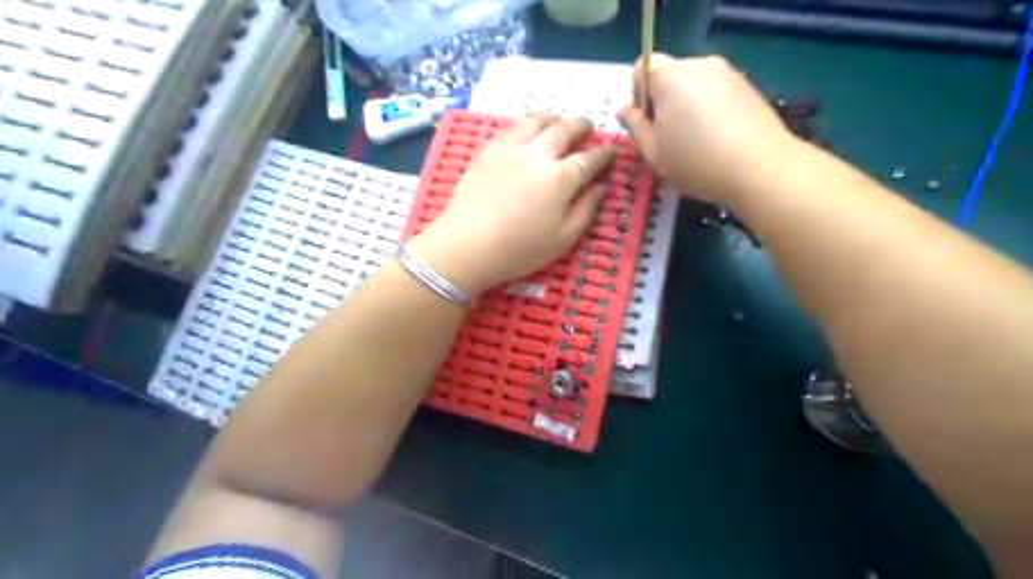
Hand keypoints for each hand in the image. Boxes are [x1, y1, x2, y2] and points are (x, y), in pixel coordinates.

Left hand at [408, 113, 612, 296]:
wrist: (468, 245)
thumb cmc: (520, 249)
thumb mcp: (564, 238)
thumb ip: (587, 209)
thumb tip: (601, 185)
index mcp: (562, 177)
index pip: (591, 158)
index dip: (605, 154)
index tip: (611, 152)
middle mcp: (539, 153)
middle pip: (565, 129)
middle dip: (582, 126)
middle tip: (588, 128)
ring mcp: (511, 147)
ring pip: (537, 119)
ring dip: (554, 118)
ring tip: (558, 123)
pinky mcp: (488, 149)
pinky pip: (512, 127)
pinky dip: (527, 126)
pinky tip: (527, 135)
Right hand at [616, 53, 792, 204]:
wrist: (760, 168)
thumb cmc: (696, 161)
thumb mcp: (653, 152)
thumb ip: (635, 127)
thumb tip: (624, 110)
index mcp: (669, 76)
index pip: (642, 67)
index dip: (639, 95)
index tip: (648, 125)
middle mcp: (698, 64)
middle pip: (669, 76)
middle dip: (663, 102)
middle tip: (669, 139)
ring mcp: (727, 73)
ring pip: (694, 85)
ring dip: (687, 107)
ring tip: (696, 143)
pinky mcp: (748, 86)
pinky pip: (716, 92)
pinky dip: (710, 110)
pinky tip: (718, 140)